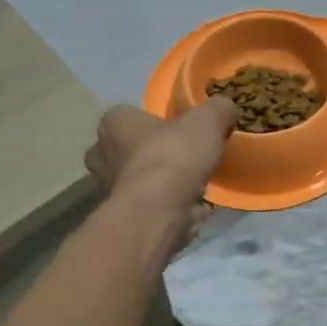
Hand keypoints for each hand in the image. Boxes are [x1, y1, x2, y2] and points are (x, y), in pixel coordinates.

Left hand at [84, 99, 237, 254]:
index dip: (159, 121)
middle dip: (158, 153)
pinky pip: (149, 206)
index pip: (132, 115)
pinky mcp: (122, 217)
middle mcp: (101, 154)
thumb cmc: (174, 156)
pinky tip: (193, 208)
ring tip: (196, 185)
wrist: (158, 212)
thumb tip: (225, 107)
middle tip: (189, 158)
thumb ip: (218, 109)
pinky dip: (168, 206)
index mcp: (113, 123)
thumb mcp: (207, 120)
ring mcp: (107, 188)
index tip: (183, 130)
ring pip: (140, 180)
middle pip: (133, 148)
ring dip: (163, 183)